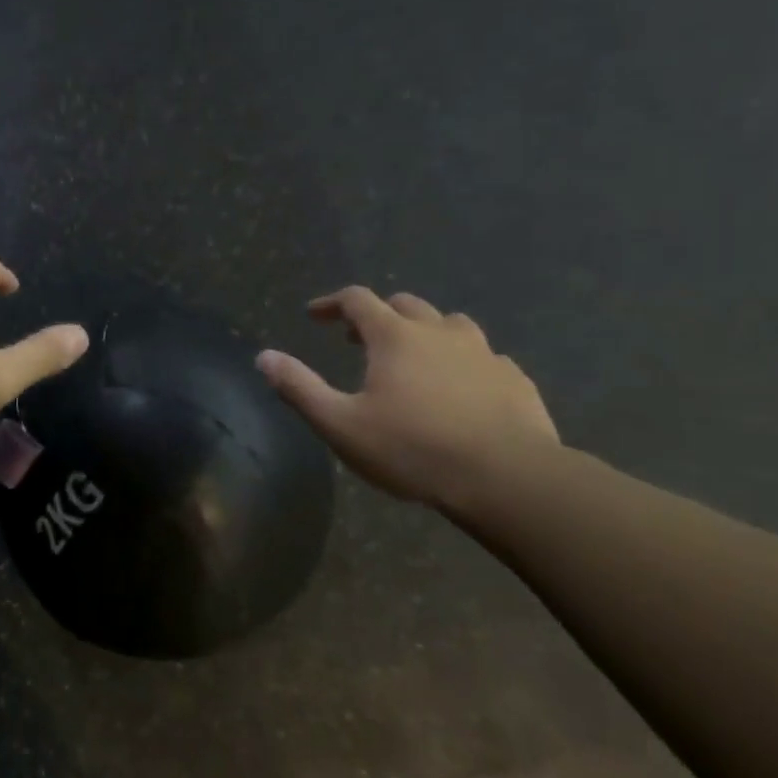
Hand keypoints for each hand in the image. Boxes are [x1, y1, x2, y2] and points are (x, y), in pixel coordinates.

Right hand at [256, 287, 558, 512]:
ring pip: (450, 323)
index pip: (357, 299)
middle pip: (404, 304)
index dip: (332, 302)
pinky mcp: (514, 378)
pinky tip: (461, 386)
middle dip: (376, 314)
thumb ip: (299, 388)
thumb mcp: (341, 425)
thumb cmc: (413, 450)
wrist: (508, 479)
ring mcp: (483, 353)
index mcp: (395, 337)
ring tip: (413, 355)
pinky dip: (462, 360)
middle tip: (357, 338)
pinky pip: (484, 356)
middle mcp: (440, 332)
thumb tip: (263, 356)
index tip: (314, 315)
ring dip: (424, 330)